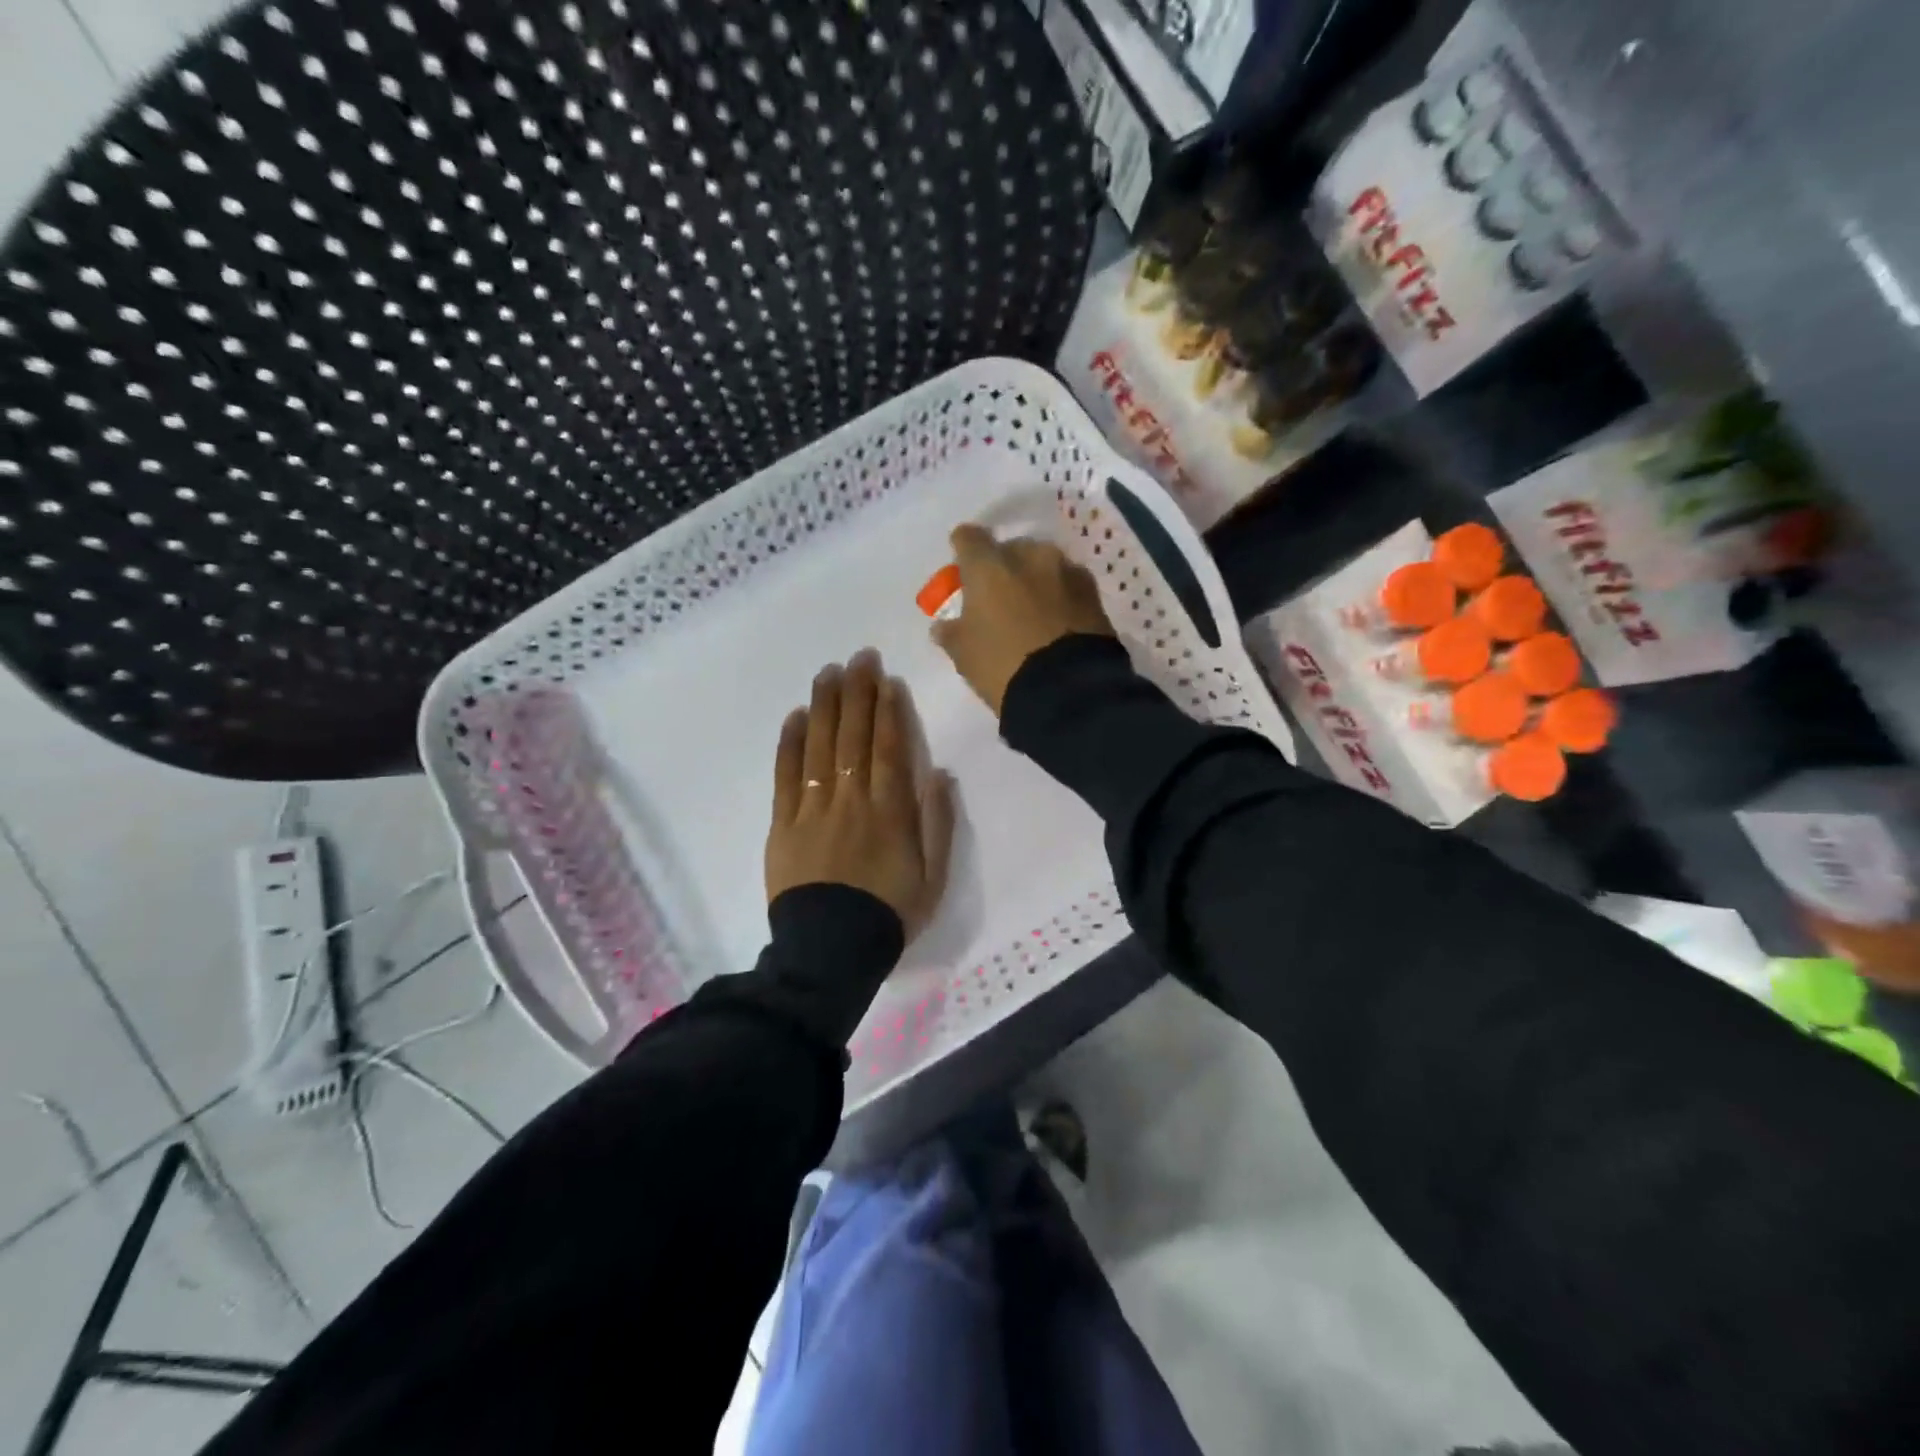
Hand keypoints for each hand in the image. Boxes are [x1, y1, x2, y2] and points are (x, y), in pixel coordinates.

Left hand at [766, 651, 954, 938]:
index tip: (886, 678)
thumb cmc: (889, 914)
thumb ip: (938, 822)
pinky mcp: (783, 823)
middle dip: (857, 693)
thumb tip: (938, 772)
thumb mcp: (934, 876)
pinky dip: (790, 743)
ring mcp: (813, 809)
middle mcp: (851, 799)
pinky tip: (796, 716)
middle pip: (853, 736)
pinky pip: (786, 775)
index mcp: (890, 810)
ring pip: (820, 746)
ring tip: (828, 672)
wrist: (831, 952)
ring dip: (825, 706)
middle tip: (858, 657)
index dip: (887, 709)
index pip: (888, 747)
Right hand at [931, 524, 1114, 716]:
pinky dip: (1061, 596)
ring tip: (1034, 611)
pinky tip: (1058, 621)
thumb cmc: (1003, 666)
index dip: (963, 550)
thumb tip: (944, 626)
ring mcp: (1066, 570)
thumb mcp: (964, 655)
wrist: (1069, 690)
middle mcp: (1029, 555)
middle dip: (1004, 567)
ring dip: (1036, 579)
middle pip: (1011, 549)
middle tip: (1000, 598)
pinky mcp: (1094, 592)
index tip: (963, 570)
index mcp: (989, 566)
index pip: (969, 538)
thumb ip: (951, 633)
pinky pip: (1069, 585)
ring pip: (1044, 564)